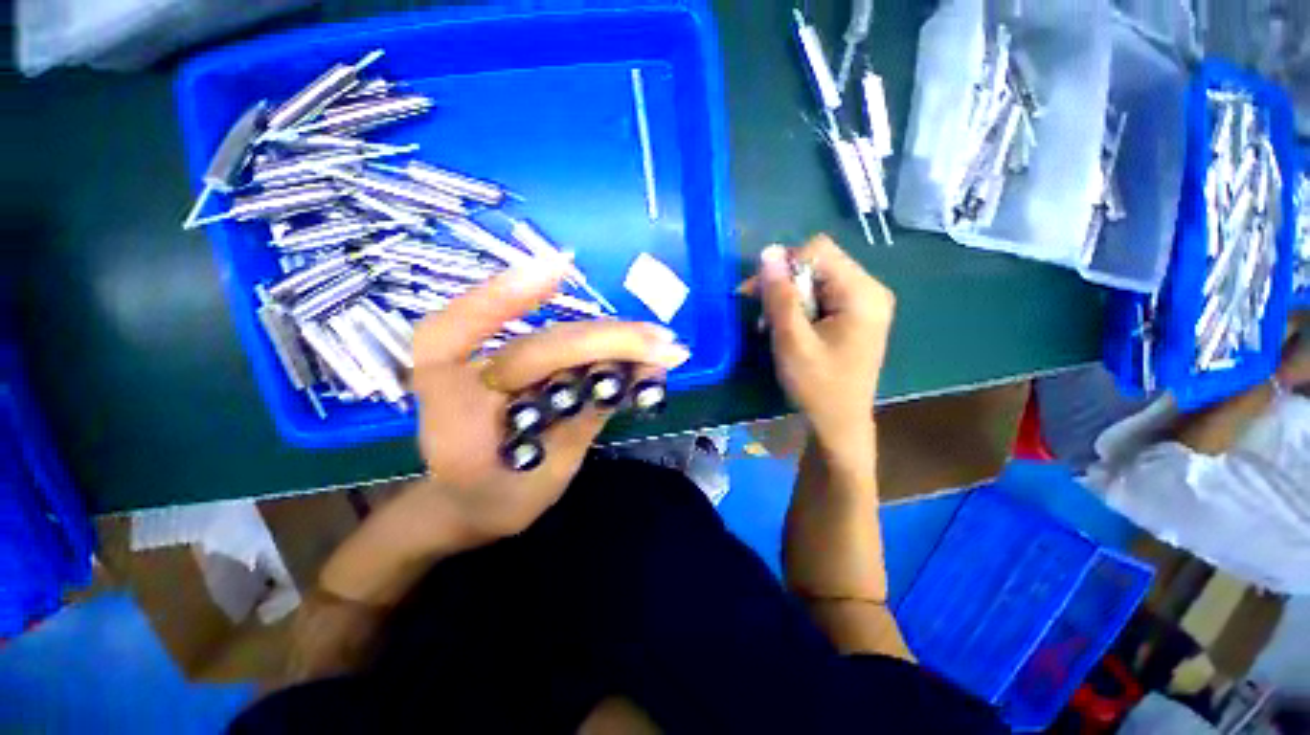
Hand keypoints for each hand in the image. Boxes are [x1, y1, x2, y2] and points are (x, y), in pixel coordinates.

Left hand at [395, 256, 690, 548]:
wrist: (473, 500)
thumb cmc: (489, 499)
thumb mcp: (527, 486)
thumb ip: (569, 435)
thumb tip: (616, 388)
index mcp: (449, 398)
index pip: (453, 335)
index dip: (503, 298)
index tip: (560, 269)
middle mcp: (475, 368)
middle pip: (544, 343)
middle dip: (606, 341)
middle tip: (662, 344)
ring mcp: (508, 364)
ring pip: (567, 341)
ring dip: (619, 342)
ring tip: (664, 348)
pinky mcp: (535, 368)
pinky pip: (576, 354)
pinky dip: (615, 356)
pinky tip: (647, 361)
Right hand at [743, 235, 895, 446]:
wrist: (839, 423)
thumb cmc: (817, 386)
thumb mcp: (792, 340)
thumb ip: (780, 295)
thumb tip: (768, 251)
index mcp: (861, 293)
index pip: (818, 251)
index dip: (784, 266)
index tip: (759, 293)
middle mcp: (869, 290)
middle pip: (818, 264)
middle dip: (783, 285)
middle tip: (760, 313)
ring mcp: (864, 303)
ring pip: (816, 280)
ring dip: (787, 298)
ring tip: (771, 325)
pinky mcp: (855, 315)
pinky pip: (821, 296)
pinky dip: (799, 308)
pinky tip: (788, 328)